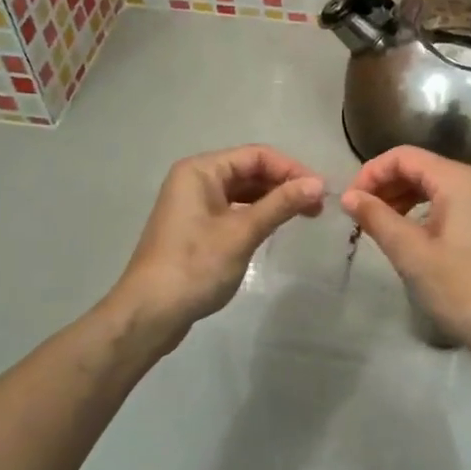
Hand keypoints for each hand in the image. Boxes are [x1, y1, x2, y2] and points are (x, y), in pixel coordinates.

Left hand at [109, 145, 324, 351]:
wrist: (149, 313)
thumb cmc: (195, 266)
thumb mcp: (241, 233)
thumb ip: (280, 204)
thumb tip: (319, 184)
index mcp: (201, 170)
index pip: (256, 156)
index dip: (291, 169)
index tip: (321, 191)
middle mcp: (195, 179)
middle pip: (249, 170)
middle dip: (284, 184)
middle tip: (318, 206)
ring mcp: (194, 204)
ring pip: (243, 191)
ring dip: (273, 200)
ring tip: (305, 215)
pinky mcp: (196, 227)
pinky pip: (234, 210)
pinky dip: (257, 214)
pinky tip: (276, 227)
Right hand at [340, 146, 470, 356]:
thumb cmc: (458, 286)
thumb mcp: (410, 252)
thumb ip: (376, 217)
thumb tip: (349, 197)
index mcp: (457, 179)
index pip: (404, 156)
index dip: (371, 173)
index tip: (350, 201)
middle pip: (419, 167)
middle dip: (384, 185)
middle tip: (359, 214)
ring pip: (432, 186)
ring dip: (400, 198)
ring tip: (377, 225)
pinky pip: (447, 204)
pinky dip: (420, 211)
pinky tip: (406, 235)